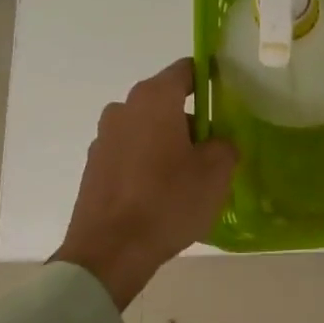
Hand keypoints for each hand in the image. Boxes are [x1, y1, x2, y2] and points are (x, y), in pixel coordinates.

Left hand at [52, 59, 237, 308]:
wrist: (110, 252)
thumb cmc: (168, 201)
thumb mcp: (216, 172)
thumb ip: (225, 145)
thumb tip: (218, 142)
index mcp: (154, 99)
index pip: (187, 70)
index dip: (210, 78)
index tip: (229, 96)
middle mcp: (124, 109)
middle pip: (166, 101)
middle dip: (191, 117)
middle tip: (216, 145)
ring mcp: (104, 138)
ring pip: (148, 128)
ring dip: (169, 142)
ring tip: (190, 174)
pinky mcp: (94, 167)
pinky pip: (131, 153)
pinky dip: (149, 163)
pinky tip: (164, 192)